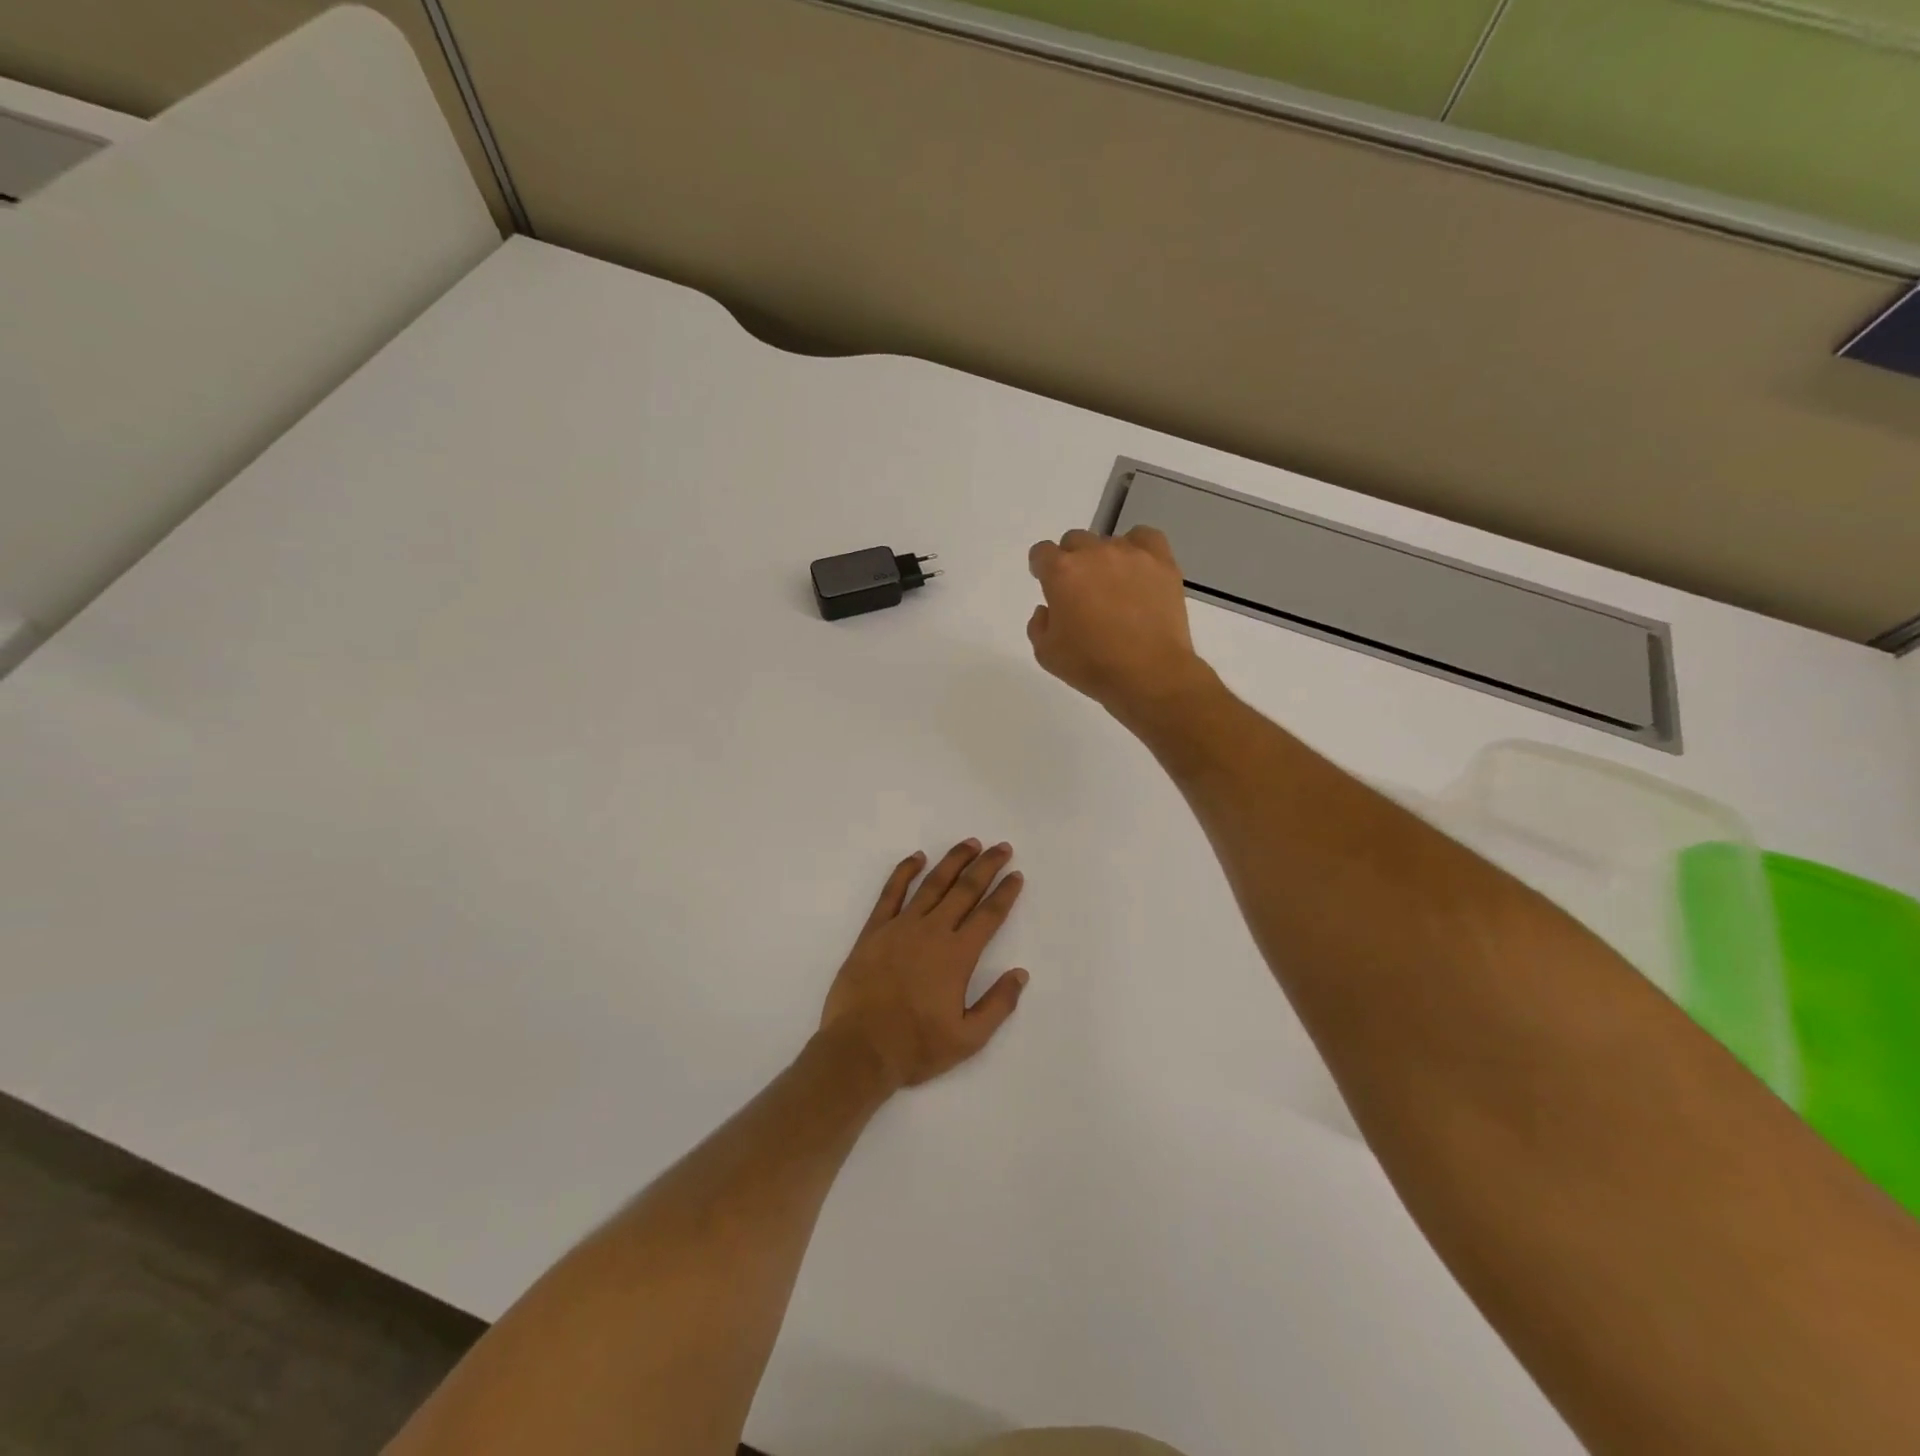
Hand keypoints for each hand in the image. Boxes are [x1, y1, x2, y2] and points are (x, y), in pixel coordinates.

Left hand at [819, 841, 1029, 1090]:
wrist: (859, 1049)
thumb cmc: (916, 1047)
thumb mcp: (968, 1038)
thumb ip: (998, 1005)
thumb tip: (1020, 974)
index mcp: (957, 955)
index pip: (989, 915)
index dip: (1005, 893)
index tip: (1016, 875)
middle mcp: (932, 932)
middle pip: (965, 890)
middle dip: (986, 866)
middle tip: (1002, 847)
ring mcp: (900, 927)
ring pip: (932, 884)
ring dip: (953, 861)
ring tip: (970, 843)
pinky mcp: (873, 931)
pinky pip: (891, 893)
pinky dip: (904, 872)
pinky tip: (916, 857)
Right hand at [1027, 526, 1213, 724]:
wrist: (1149, 673)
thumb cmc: (1092, 666)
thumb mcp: (1046, 654)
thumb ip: (1039, 624)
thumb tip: (1048, 609)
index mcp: (1061, 572)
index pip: (1042, 553)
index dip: (1041, 568)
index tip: (1047, 584)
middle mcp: (1094, 553)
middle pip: (1074, 541)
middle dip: (1072, 562)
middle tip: (1081, 591)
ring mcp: (1130, 554)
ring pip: (1108, 542)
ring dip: (1104, 560)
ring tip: (1114, 588)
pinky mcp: (1161, 562)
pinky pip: (1145, 538)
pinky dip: (1138, 548)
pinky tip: (1137, 569)